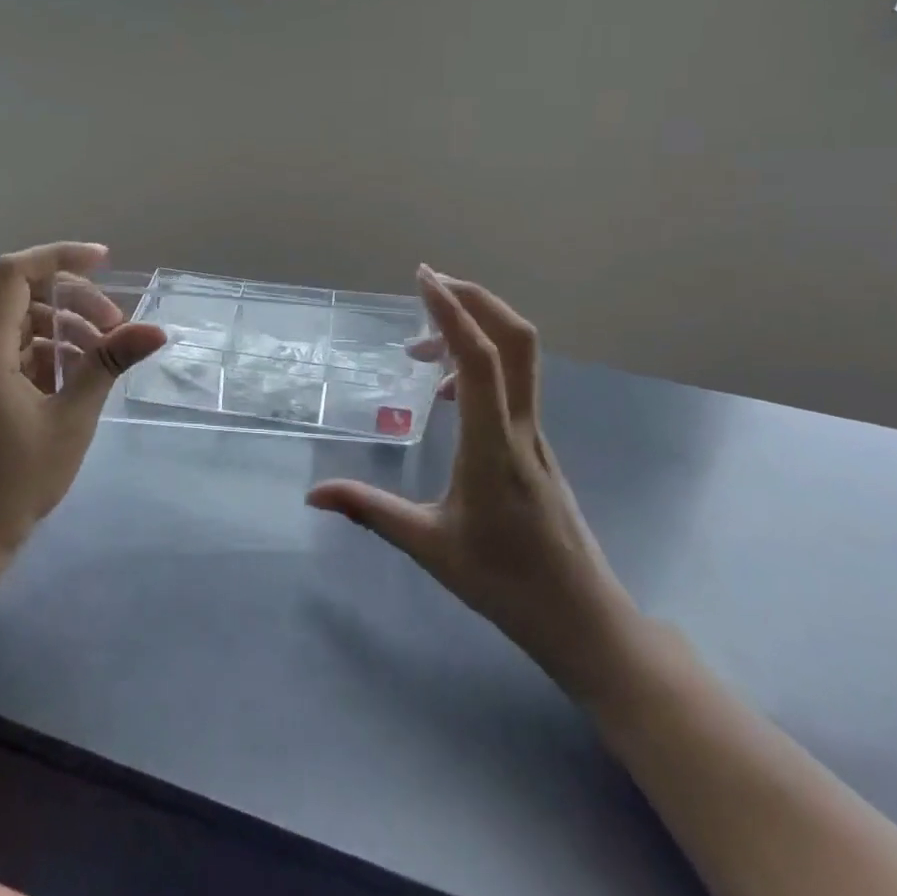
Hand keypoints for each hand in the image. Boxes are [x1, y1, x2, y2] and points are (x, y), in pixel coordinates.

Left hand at [0, 243, 166, 564]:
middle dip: (74, 300)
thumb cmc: (16, 480)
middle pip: (23, 295)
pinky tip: (75, 375)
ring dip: (64, 327)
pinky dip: (45, 350)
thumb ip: (108, 365)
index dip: (60, 256)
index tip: (105, 261)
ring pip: (20, 322)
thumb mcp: (72, 419)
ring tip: (102, 355)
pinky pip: (11, 349)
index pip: (15, 272)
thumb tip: (155, 331)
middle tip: (116, 327)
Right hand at [307, 266, 644, 702]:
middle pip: (516, 340)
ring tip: (420, 348)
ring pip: (519, 358)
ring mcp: (535, 433)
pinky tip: (445, 395)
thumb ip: (371, 511)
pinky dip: (479, 363)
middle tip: (429, 286)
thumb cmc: (506, 582)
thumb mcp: (430, 546)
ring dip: (476, 329)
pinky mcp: (535, 443)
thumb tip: (313, 494)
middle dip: (475, 299)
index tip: (423, 277)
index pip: (480, 360)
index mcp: (493, 446)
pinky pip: (512, 383)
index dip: (452, 312)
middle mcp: (521, 427)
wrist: (583, 617)